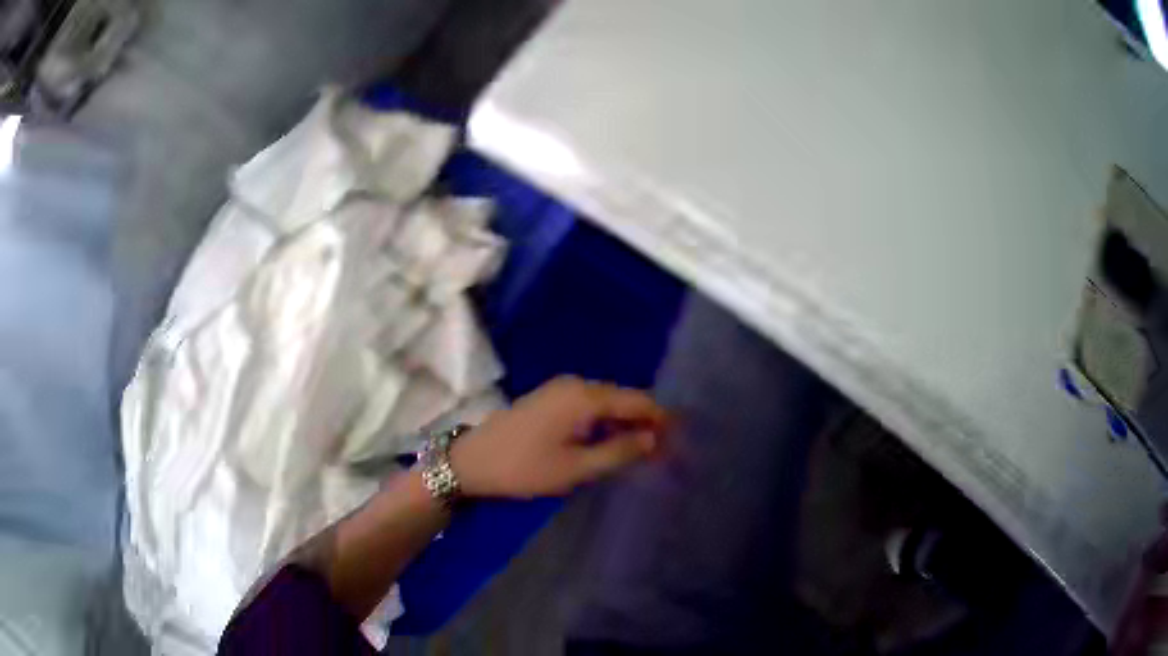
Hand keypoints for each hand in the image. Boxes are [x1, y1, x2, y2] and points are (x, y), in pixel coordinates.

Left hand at [450, 376, 669, 498]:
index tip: (681, 443)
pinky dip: (607, 423)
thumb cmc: (524, 468)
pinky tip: (613, 443)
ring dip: (628, 425)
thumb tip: (653, 439)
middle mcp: (577, 384)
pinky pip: (590, 407)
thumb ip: (619, 452)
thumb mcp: (575, 468)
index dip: (663, 421)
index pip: (639, 401)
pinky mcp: (550, 399)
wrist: (471, 461)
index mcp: (586, 396)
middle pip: (625, 399)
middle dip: (648, 424)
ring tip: (645, 453)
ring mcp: (561, 389)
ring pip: (608, 403)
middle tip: (666, 454)